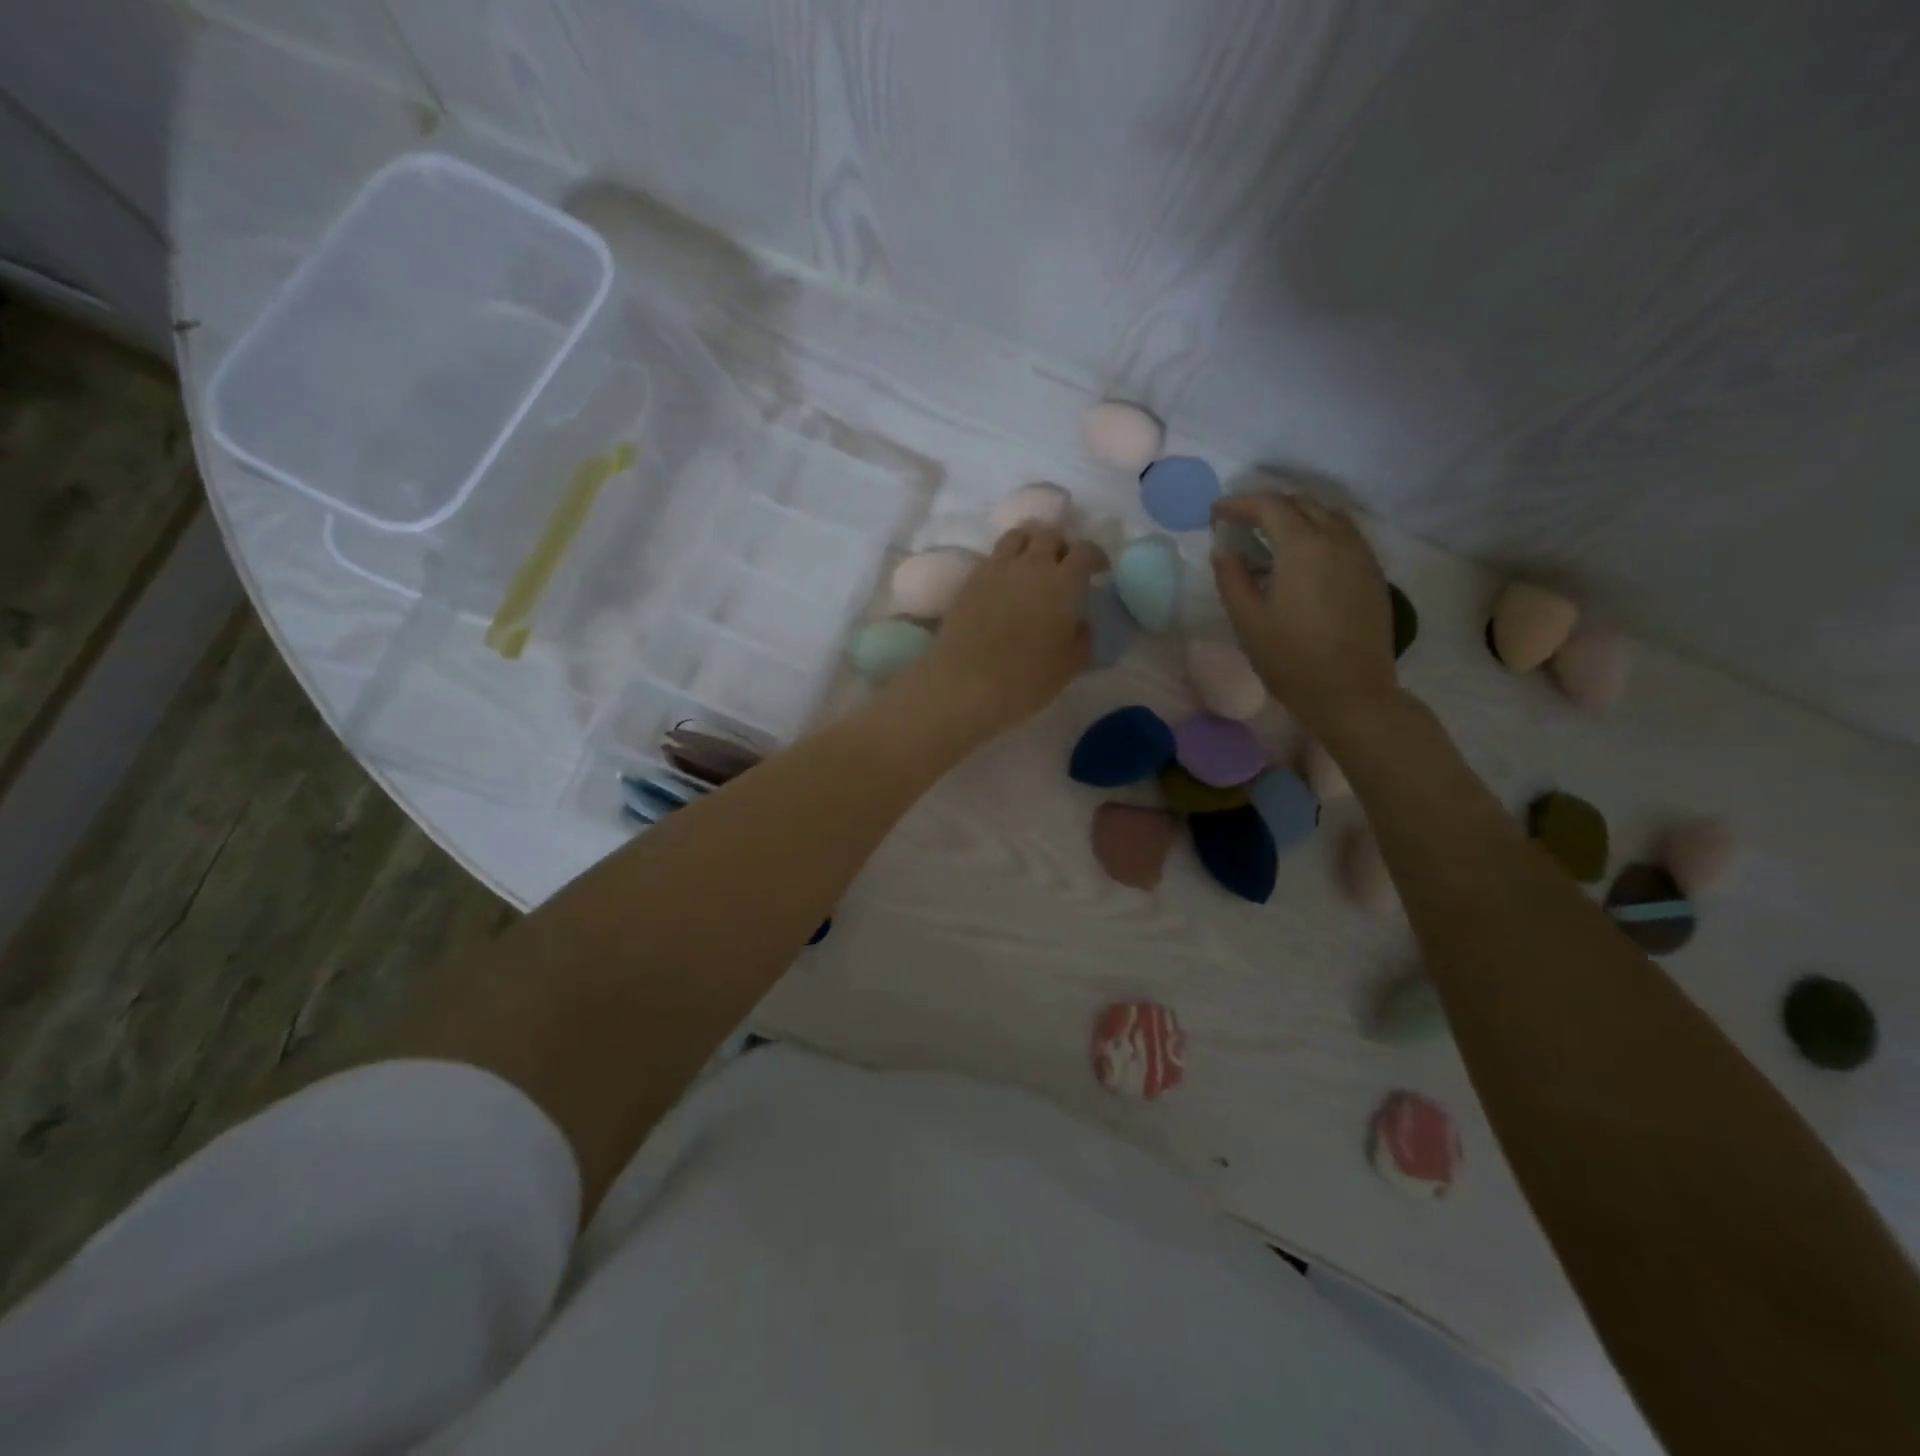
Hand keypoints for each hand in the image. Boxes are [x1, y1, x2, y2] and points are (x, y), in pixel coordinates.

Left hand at [897, 525, 1106, 744]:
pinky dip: (1004, 561)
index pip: (1085, 551)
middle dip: (1061, 546)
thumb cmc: (1025, 679)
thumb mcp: (1068, 667)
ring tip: (1031, 565)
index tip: (1098, 571)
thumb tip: (1081, 624)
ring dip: (1030, 544)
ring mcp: (996, 568)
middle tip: (1063, 567)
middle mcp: (1031, 565)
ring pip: (1017, 536)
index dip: (1095, 557)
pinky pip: (992, 556)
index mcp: (1063, 583)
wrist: (966, 683)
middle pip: (1049, 535)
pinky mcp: (970, 580)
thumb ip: (1082, 639)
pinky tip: (1004, 583)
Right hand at [1211, 492, 1396, 737]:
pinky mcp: (1372, 574)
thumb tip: (1225, 550)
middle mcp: (1337, 539)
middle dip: (1268, 506)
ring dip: (1296, 516)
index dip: (1239, 503)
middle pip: (1302, 503)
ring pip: (1328, 515)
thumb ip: (1231, 578)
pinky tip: (1303, 559)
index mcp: (1303, 546)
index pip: (1269, 505)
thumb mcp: (1248, 620)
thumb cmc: (1291, 659)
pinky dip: (1319, 533)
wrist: (1351, 693)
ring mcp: (1361, 555)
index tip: (1217, 513)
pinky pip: (1345, 536)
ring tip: (1271, 537)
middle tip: (1241, 523)